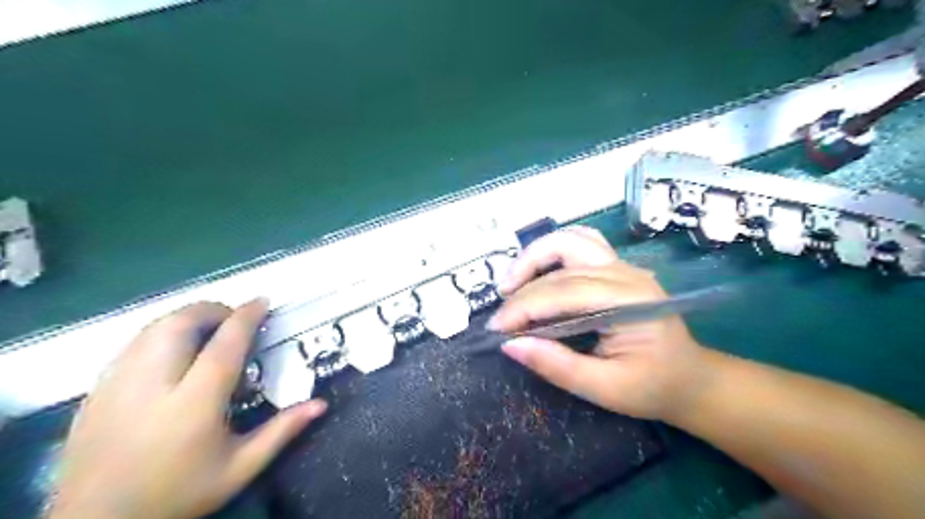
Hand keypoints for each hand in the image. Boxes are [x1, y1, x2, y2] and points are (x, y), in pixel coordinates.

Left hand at [49, 299, 328, 518]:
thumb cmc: (178, 494)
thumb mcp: (240, 468)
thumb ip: (281, 431)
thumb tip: (321, 404)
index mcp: (194, 404)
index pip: (224, 345)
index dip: (246, 317)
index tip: (262, 302)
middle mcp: (152, 386)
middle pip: (181, 324)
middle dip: (213, 310)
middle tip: (234, 319)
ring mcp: (117, 386)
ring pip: (153, 328)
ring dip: (186, 318)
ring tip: (207, 331)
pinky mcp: (96, 391)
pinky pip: (133, 344)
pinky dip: (161, 334)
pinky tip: (174, 352)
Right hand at [491, 227, 708, 420]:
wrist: (690, 379)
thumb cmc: (652, 387)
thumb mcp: (605, 389)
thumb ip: (557, 366)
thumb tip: (510, 345)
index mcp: (629, 302)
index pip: (564, 292)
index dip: (524, 307)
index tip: (496, 329)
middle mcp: (626, 273)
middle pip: (562, 262)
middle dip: (522, 286)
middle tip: (500, 315)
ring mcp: (622, 266)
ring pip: (569, 241)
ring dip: (534, 257)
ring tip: (511, 284)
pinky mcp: (615, 267)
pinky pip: (579, 244)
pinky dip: (552, 252)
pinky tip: (538, 271)